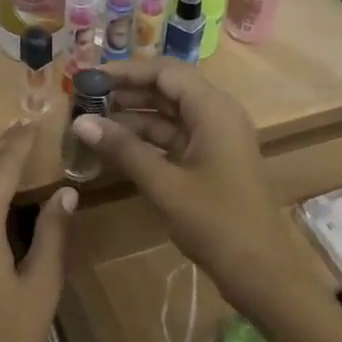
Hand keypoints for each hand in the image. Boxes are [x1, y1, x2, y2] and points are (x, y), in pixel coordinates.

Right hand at [69, 59, 321, 318]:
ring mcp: (215, 138)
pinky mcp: (210, 160)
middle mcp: (216, 114)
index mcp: (213, 109)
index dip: (125, 70)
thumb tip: (80, 121)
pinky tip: (115, 145)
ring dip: (133, 115)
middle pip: (167, 88)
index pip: (164, 72)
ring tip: (92, 119)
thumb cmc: (216, 222)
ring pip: (169, 114)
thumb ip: (123, 149)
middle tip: (84, 98)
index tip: (88, 77)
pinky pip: (174, 137)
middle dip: (127, 90)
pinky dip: (146, 138)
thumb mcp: (164, 184)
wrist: (261, 270)